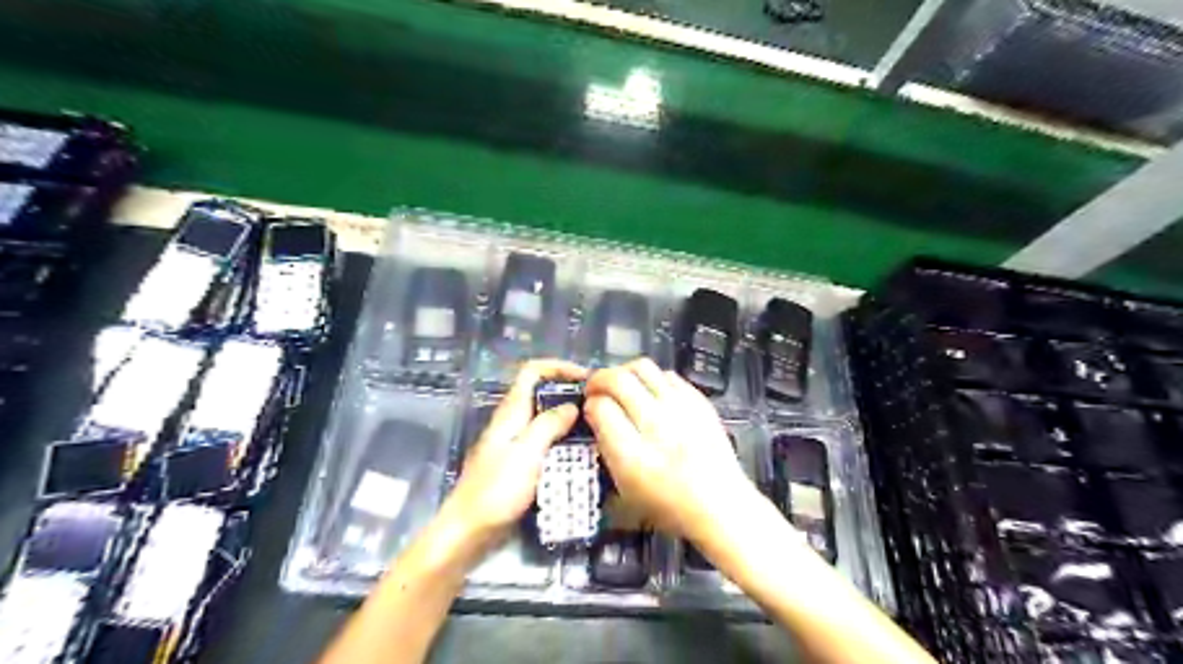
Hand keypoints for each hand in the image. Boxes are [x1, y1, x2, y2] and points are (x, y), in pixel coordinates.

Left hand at [442, 361, 588, 547]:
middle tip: (600, 406)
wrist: (470, 530)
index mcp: (511, 411)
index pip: (532, 371)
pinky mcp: (521, 463)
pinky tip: (583, 455)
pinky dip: (565, 441)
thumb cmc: (496, 490)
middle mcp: (514, 421)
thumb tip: (572, 405)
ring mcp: (516, 443)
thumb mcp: (526, 453)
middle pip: (542, 393)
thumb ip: (549, 425)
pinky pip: (547, 442)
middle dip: (570, 394)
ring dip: (570, 419)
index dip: (558, 366)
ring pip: (546, 419)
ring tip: (599, 429)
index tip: (587, 378)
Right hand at [584, 362, 766, 540]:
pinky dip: (652, 379)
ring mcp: (682, 409)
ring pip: (642, 367)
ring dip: (624, 372)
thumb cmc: (669, 505)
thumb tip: (595, 413)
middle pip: (618, 380)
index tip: (589, 409)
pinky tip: (650, 393)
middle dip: (599, 380)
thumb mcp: (625, 489)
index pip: (600, 407)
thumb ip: (606, 448)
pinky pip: (668, 375)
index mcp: (634, 455)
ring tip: (621, 385)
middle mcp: (657, 425)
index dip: (590, 404)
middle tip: (596, 390)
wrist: (720, 505)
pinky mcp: (699, 401)